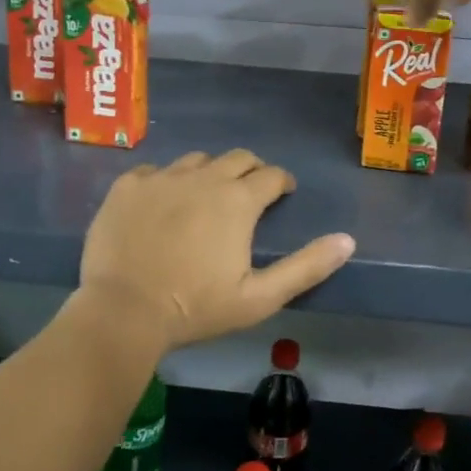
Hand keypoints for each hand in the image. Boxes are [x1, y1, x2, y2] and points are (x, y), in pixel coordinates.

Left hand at [77, 150, 355, 352]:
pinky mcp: (128, 186)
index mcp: (238, 200)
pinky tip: (162, 204)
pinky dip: (166, 182)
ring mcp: (161, 178)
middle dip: (251, 171)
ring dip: (209, 173)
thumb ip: (306, 267)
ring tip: (205, 197)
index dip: (282, 182)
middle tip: (249, 193)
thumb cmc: (196, 308)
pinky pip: (155, 171)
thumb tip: (347, 240)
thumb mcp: (260, 297)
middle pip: (237, 158)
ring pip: (196, 160)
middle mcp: (203, 177)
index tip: (283, 193)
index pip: (272, 174)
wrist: (123, 312)